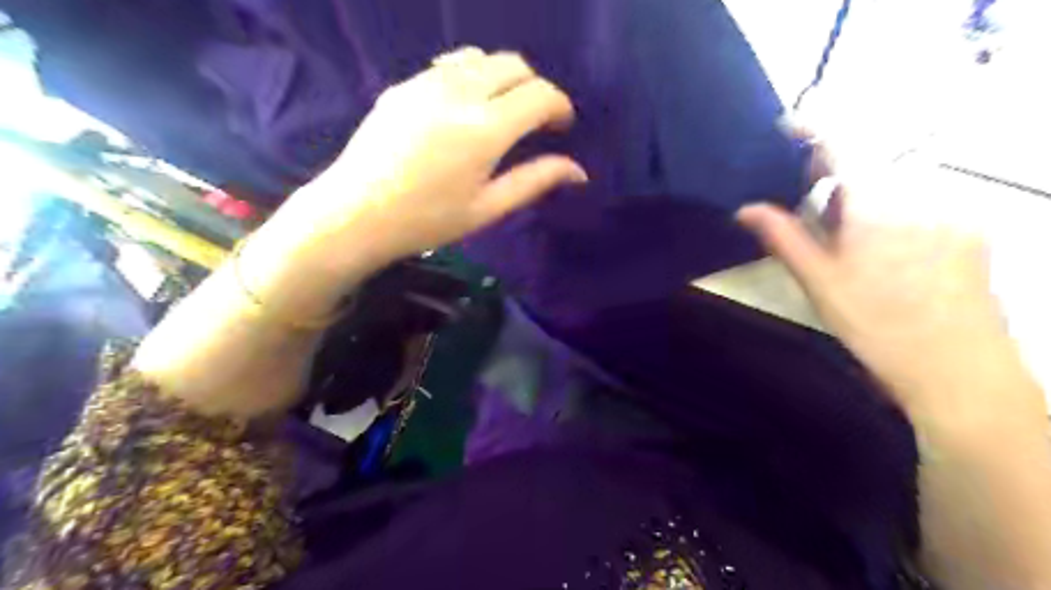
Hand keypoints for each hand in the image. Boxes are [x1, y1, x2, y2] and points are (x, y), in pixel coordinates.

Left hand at [267, 45, 581, 281]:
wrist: (356, 213)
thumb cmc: (427, 220)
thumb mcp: (487, 208)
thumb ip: (535, 181)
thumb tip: (578, 171)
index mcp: (486, 128)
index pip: (540, 95)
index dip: (560, 107)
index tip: (561, 127)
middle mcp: (460, 92)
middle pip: (514, 65)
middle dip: (535, 88)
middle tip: (534, 121)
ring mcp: (427, 82)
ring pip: (481, 58)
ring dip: (503, 78)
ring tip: (500, 111)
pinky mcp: (403, 85)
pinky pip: (449, 66)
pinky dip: (470, 77)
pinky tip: (462, 107)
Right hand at [733, 150, 1037, 418]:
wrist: (957, 369)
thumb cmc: (875, 324)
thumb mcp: (818, 281)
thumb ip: (782, 236)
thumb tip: (746, 208)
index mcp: (875, 203)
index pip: (843, 143)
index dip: (813, 126)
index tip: (788, 126)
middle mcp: (920, 193)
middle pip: (870, 160)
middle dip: (834, 171)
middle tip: (808, 199)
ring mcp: (952, 209)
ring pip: (895, 182)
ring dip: (862, 193)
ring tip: (844, 235)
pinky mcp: (970, 228)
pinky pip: (922, 201)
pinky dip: (893, 209)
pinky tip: (883, 250)